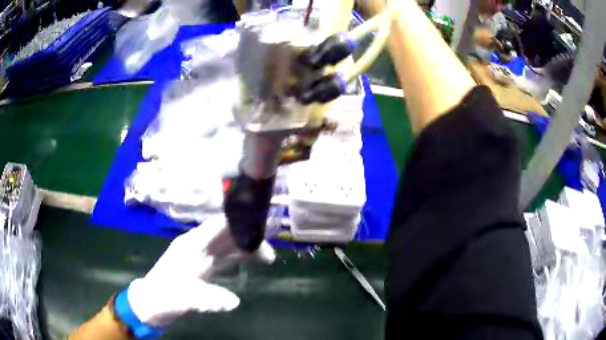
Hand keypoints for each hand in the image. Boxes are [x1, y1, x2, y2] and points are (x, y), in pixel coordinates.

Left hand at [126, 215, 275, 327]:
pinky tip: (250, 261)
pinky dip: (239, 257)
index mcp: (191, 245)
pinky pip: (225, 257)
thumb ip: (207, 298)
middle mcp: (197, 246)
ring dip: (246, 248)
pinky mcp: (203, 266)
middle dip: (248, 238)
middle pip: (227, 234)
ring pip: (227, 245)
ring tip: (267, 256)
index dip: (239, 222)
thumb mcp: (183, 299)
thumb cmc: (164, 297)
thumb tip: (235, 301)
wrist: (151, 303)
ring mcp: (200, 256)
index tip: (262, 225)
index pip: (218, 226)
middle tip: (270, 251)